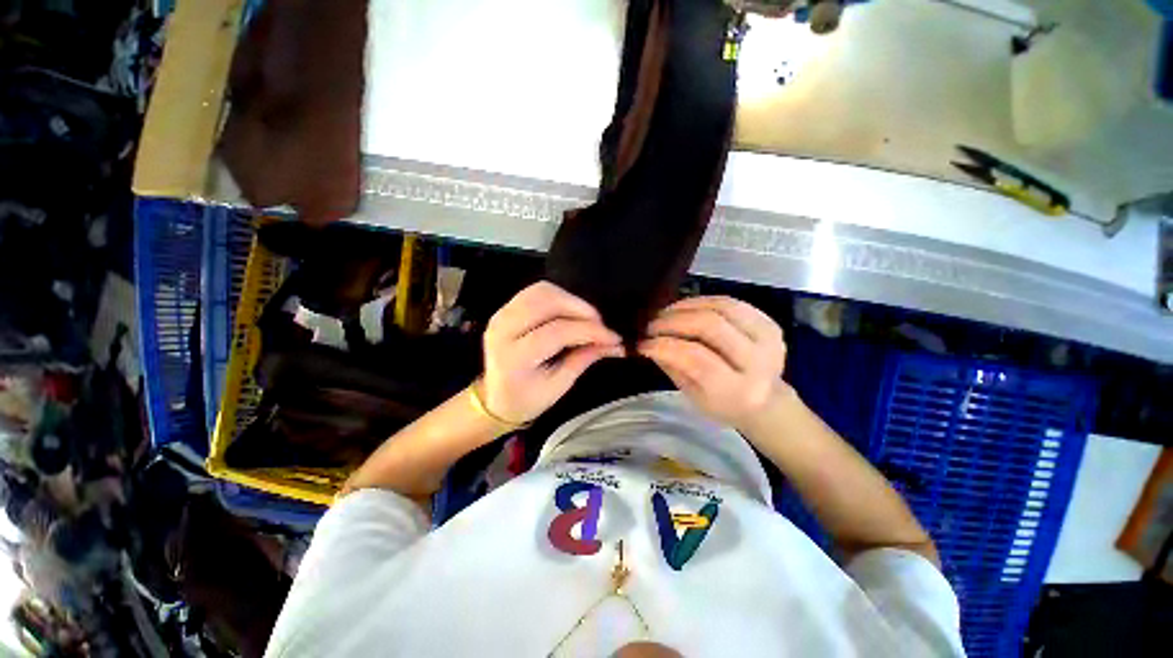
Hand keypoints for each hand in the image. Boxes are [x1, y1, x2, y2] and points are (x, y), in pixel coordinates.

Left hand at [481, 282, 623, 423]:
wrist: (494, 398)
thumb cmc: (527, 399)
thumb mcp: (558, 386)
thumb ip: (583, 359)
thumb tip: (613, 342)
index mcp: (514, 357)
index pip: (557, 332)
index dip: (589, 330)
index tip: (613, 337)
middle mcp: (503, 330)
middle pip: (547, 302)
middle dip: (580, 308)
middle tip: (600, 324)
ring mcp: (501, 315)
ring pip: (541, 291)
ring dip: (570, 300)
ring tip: (587, 318)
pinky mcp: (505, 309)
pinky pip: (535, 292)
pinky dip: (558, 296)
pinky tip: (569, 312)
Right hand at [638, 296, 786, 429]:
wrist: (766, 401)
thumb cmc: (723, 404)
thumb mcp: (692, 395)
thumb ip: (672, 366)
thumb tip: (647, 341)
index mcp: (739, 390)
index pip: (697, 359)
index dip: (665, 346)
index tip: (643, 342)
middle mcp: (759, 361)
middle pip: (710, 325)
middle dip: (673, 321)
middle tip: (651, 324)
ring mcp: (768, 337)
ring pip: (720, 307)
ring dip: (686, 307)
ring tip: (665, 314)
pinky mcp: (768, 321)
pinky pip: (729, 302)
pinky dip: (701, 301)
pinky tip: (684, 308)